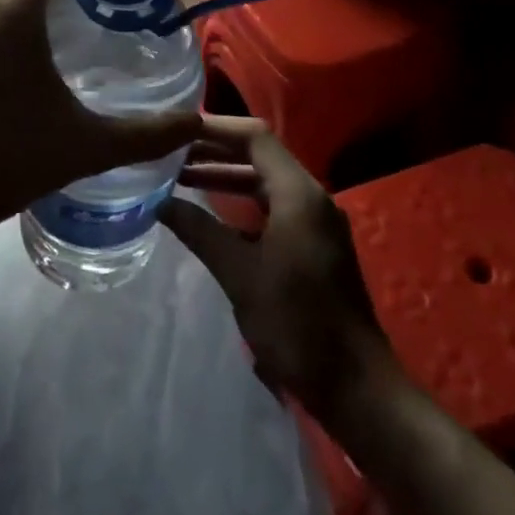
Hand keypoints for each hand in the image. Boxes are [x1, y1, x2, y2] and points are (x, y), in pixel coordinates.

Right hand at [159, 116, 394, 413]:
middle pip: (259, 156)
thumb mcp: (239, 274)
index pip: (254, 137)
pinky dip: (240, 204)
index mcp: (299, 194)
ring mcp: (314, 222)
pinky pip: (272, 207)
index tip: (175, 131)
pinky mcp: (313, 245)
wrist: (355, 385)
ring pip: (264, 183)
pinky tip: (209, 216)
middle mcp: (310, 198)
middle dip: (214, 151)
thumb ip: (199, 230)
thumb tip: (159, 202)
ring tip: (179, 178)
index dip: (214, 128)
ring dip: (225, 178)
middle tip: (169, 152)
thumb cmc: (296, 323)